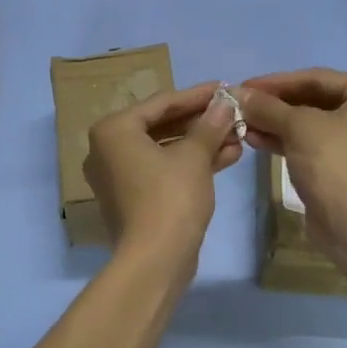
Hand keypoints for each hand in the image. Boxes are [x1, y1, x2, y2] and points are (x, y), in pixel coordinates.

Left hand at [83, 81, 242, 260]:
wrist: (155, 260)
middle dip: (201, 122)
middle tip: (233, 113)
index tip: (225, 87)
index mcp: (113, 130)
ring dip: (201, 143)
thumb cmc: (170, 197)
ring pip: (165, 150)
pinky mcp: (132, 198)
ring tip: (238, 136)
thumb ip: (209, 125)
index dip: (197, 95)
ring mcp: (118, 176)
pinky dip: (190, 164)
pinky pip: (162, 170)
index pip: (161, 103)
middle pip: (162, 125)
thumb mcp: (194, 157)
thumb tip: (225, 104)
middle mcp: (107, 149)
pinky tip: (228, 157)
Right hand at [238, 68, 346, 246]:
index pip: (316, 78)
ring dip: (275, 124)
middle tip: (240, 106)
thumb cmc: (335, 163)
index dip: (275, 82)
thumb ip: (267, 106)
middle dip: (274, 105)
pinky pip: (313, 144)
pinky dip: (286, 141)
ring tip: (242, 125)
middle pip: (313, 100)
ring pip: (310, 124)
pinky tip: (255, 140)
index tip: (242, 86)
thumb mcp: (298, 126)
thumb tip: (237, 94)